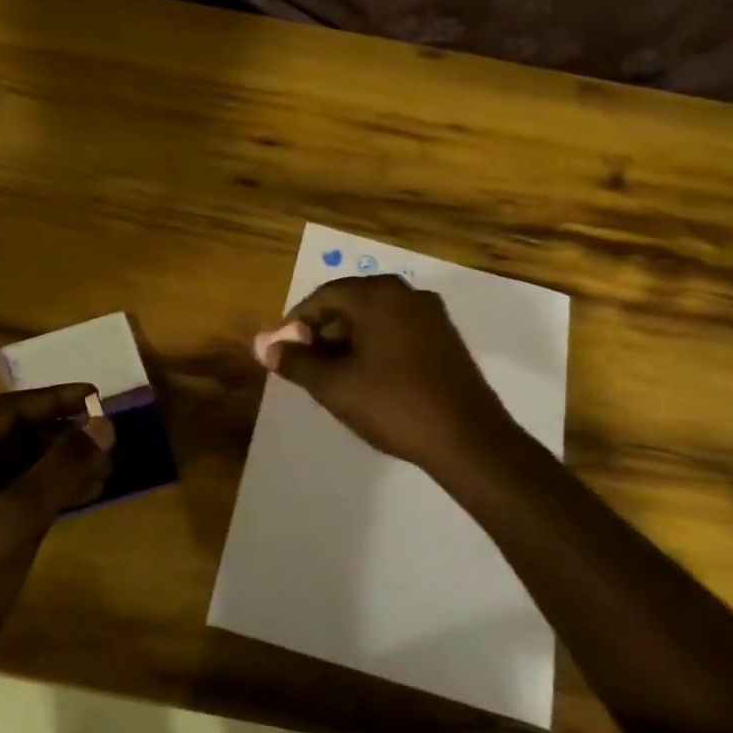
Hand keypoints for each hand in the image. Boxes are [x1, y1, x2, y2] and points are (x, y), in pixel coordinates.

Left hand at [0, 386, 110, 682]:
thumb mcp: (15, 521)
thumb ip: (62, 467)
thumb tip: (105, 423)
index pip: (5, 410)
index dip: (56, 401)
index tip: (99, 398)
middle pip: (11, 438)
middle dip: (61, 439)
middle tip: (109, 440)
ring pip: (15, 470)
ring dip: (59, 468)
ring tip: (107, 469)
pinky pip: (11, 499)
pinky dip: (46, 495)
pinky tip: (84, 497)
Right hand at [256, 275, 519, 472]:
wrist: (468, 439)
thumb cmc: (394, 405)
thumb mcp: (334, 386)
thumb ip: (295, 362)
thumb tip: (264, 346)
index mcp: (378, 295)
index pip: (324, 296)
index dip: (297, 323)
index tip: (285, 352)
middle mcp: (406, 293)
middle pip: (351, 303)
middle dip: (323, 332)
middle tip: (307, 366)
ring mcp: (431, 314)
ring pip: (375, 317)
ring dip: (349, 340)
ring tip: (335, 376)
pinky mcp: (446, 337)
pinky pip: (398, 329)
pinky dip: (376, 345)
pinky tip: (369, 378)